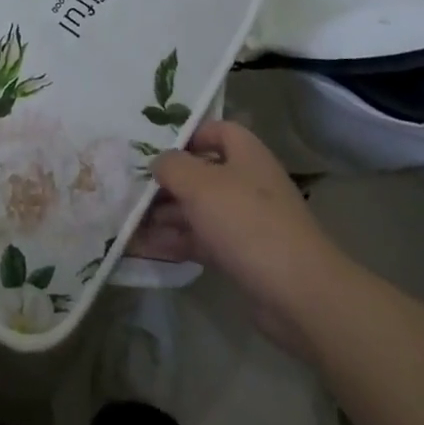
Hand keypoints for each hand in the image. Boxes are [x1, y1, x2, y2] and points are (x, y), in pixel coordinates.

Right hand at [143, 120, 340, 352]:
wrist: (298, 293)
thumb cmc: (247, 222)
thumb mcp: (200, 184)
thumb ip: (172, 166)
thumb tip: (159, 163)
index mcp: (245, 154)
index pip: (215, 130)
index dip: (186, 135)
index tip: (153, 149)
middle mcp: (246, 182)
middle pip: (200, 172)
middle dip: (165, 183)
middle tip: (129, 190)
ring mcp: (244, 221)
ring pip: (197, 210)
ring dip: (164, 215)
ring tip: (125, 223)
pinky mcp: (241, 255)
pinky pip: (201, 240)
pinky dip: (174, 242)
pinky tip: (143, 249)